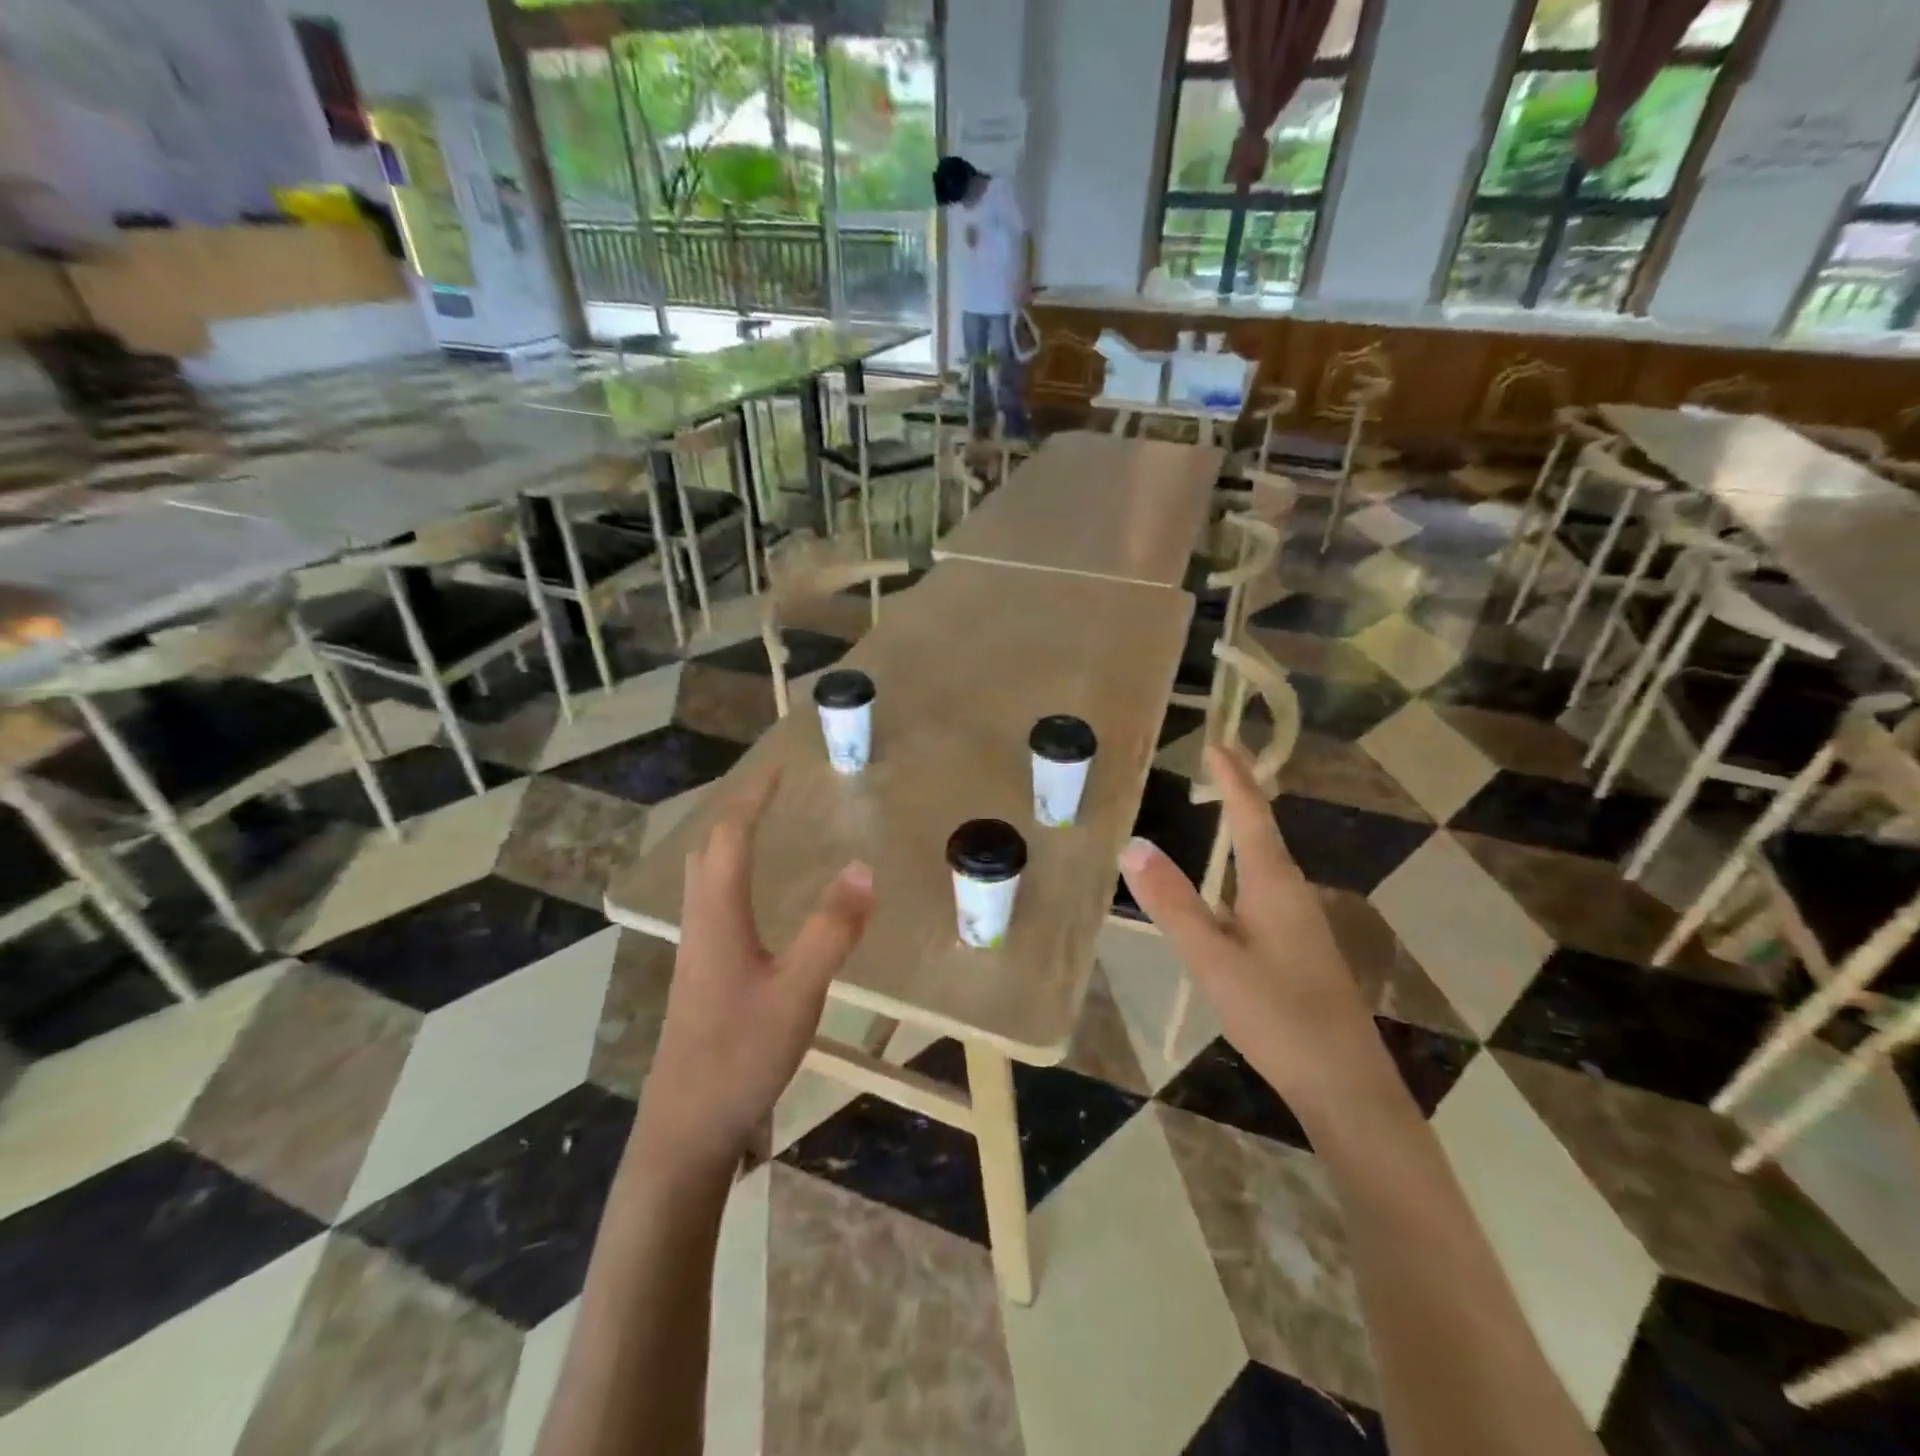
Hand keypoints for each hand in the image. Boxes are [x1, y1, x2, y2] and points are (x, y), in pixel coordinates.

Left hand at [636, 770, 874, 1170]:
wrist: (687, 1129)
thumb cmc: (740, 1055)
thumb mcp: (798, 991)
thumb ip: (831, 930)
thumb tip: (862, 867)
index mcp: (718, 917)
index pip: (729, 838)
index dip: (753, 798)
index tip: (779, 768)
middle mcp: (700, 925)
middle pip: (707, 851)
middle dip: (737, 813)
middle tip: (773, 795)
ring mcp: (697, 954)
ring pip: (706, 880)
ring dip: (732, 845)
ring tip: (767, 832)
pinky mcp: (702, 978)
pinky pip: (714, 906)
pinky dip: (735, 879)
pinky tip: (759, 903)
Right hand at [1118, 745, 1385, 1111]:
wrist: (1346, 1086)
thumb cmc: (1278, 1016)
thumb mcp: (1213, 959)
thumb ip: (1174, 904)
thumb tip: (1133, 845)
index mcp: (1274, 885)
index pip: (1251, 815)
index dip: (1234, 778)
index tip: (1218, 742)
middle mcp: (1292, 893)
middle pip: (1263, 832)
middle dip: (1240, 796)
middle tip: (1214, 767)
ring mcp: (1300, 923)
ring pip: (1266, 863)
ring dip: (1244, 830)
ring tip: (1220, 811)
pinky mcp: (1299, 949)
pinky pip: (1264, 891)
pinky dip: (1243, 868)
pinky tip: (1228, 891)